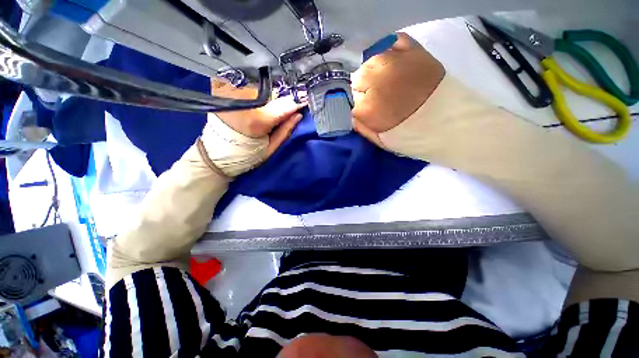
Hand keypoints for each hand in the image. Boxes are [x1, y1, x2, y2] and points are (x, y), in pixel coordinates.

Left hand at [212, 78, 304, 154]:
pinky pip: (242, 80)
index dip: (296, 101)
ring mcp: (229, 92)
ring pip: (257, 83)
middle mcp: (243, 101)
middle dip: (279, 96)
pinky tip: (250, 94)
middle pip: (271, 91)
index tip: (305, 97)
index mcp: (257, 120)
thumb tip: (298, 114)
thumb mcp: (271, 148)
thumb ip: (285, 130)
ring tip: (265, 99)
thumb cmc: (247, 155)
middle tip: (283, 102)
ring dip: (265, 89)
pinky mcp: (220, 88)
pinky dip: (250, 85)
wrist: (216, 155)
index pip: (284, 105)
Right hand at [351, 33, 444, 145]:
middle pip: (357, 78)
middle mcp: (376, 80)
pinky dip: (390, 49)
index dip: (359, 107)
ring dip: (374, 71)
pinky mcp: (415, 52)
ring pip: (371, 60)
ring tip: (386, 81)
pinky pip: (394, 41)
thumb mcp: (380, 141)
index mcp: (367, 107)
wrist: (452, 126)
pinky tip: (392, 60)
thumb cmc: (413, 138)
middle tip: (377, 97)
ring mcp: (395, 62)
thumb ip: (362, 128)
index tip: (368, 112)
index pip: (351, 100)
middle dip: (363, 89)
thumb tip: (352, 115)